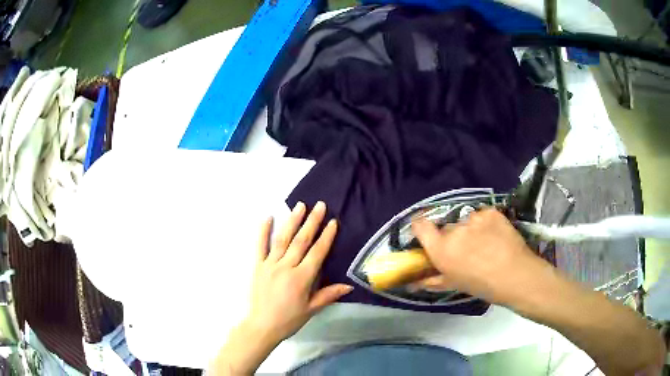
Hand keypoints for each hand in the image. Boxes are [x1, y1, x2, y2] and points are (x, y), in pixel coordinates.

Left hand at [210, 201, 351, 374]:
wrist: (262, 325)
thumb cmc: (289, 319)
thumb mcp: (312, 309)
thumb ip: (329, 294)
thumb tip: (349, 286)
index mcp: (301, 278)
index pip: (317, 252)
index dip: (326, 236)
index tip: (333, 221)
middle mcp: (286, 267)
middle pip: (301, 241)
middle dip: (312, 222)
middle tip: (320, 205)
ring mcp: (270, 264)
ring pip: (282, 239)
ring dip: (292, 221)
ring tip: (300, 205)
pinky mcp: (258, 265)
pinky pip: (260, 246)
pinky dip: (263, 231)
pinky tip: (267, 217)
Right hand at [411, 208, 550, 305]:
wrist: (515, 275)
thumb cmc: (482, 285)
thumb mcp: (454, 285)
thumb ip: (431, 280)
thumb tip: (413, 283)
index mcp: (441, 249)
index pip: (420, 225)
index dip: (421, 226)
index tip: (427, 233)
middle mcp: (454, 230)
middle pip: (446, 226)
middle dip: (452, 236)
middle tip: (465, 249)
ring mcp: (474, 218)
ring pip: (466, 220)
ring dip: (470, 229)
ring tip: (485, 243)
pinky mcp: (490, 212)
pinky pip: (482, 215)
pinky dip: (485, 223)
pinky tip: (495, 235)